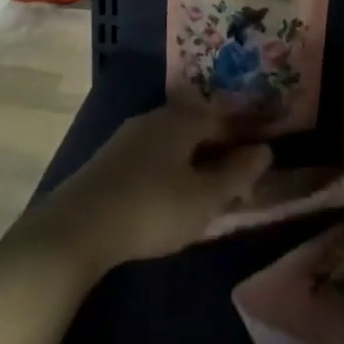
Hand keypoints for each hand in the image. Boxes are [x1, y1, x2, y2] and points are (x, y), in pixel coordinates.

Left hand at [21, 104, 272, 275]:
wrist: (78, 226)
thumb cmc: (152, 208)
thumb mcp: (204, 199)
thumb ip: (237, 174)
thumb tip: (265, 150)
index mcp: (183, 119)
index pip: (223, 118)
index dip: (243, 138)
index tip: (256, 164)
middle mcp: (156, 116)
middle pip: (196, 125)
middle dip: (217, 149)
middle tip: (232, 182)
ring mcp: (129, 135)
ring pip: (172, 140)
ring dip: (191, 160)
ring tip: (201, 191)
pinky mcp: (109, 158)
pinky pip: (151, 154)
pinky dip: (167, 168)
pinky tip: (165, 194)